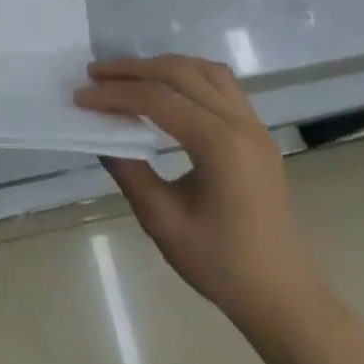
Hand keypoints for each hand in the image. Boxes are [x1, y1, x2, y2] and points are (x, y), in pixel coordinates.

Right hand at [76, 55, 320, 327]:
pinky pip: (222, 85)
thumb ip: (129, 170)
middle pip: (181, 73)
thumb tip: (100, 136)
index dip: (114, 94)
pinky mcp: (258, 135)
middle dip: (134, 69)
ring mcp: (254, 126)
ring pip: (205, 71)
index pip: (157, 99)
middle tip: (96, 74)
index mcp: (219, 143)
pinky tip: (166, 92)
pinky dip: (188, 77)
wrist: (284, 297)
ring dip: (163, 67)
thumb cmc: (222, 264)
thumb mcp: (162, 220)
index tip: (80, 97)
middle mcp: (240, 123)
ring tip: (129, 77)